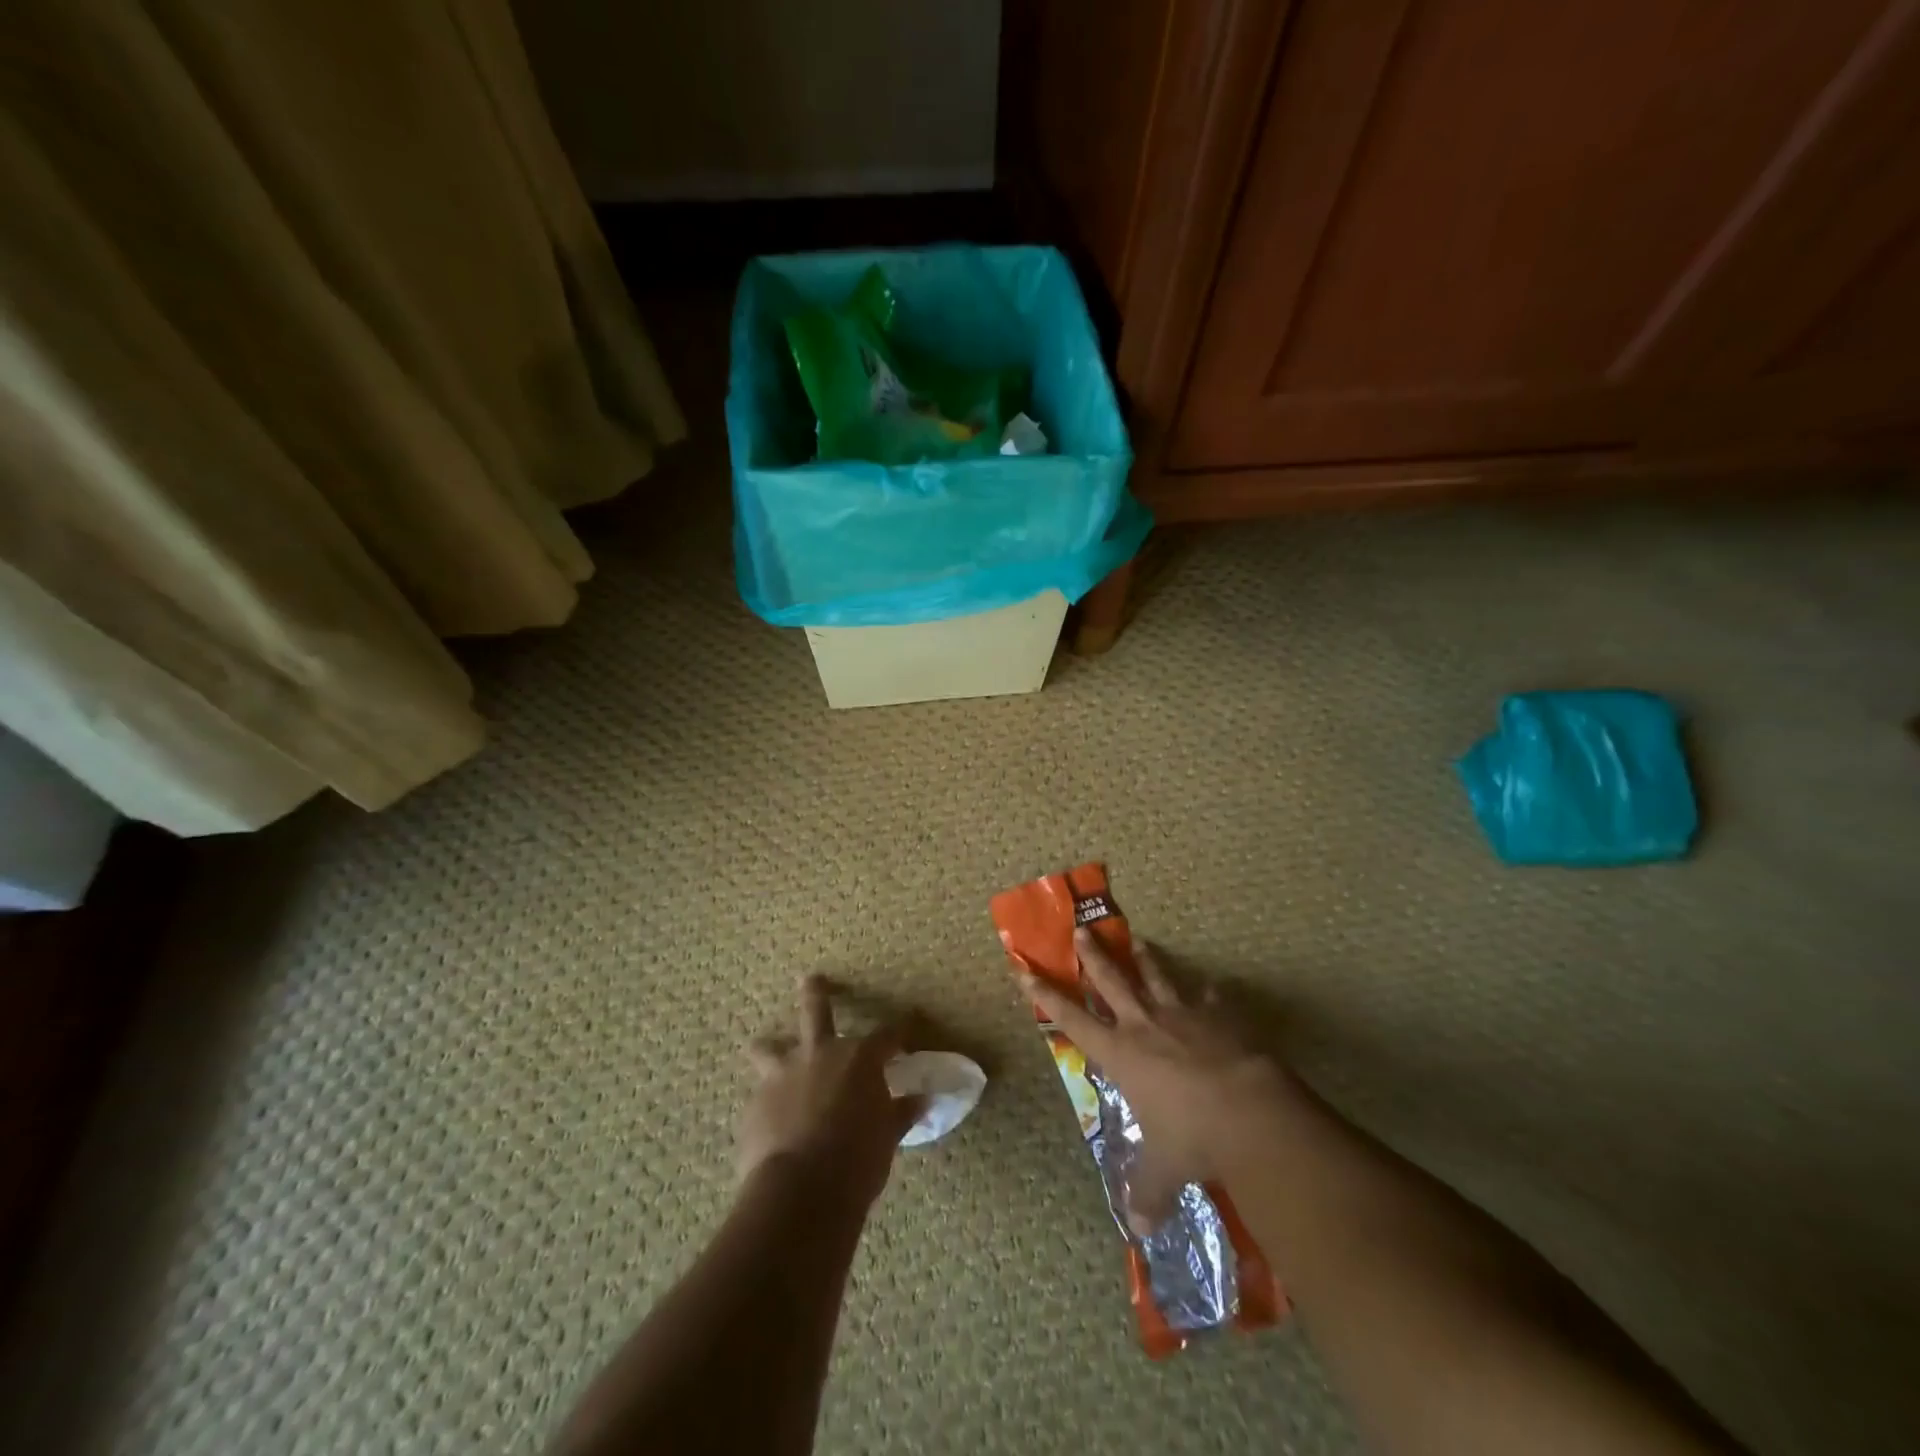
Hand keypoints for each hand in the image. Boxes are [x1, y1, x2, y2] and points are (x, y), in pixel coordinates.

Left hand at [737, 975, 924, 1207]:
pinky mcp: (755, 1104)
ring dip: (770, 1047)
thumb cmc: (857, 1160)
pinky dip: (769, 1102)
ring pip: (770, 1048)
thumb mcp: (887, 1137)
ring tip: (765, 1047)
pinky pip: (761, 1095)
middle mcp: (820, 1054)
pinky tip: (771, 1121)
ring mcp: (783, 1076)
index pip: (888, 1035)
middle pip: (817, 1010)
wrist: (801, 1190)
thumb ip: (900, 1113)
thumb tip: (922, 1100)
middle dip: (816, 992)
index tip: (909, 1020)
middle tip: (811, 978)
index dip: (901, 1028)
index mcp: (859, 1058)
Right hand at [1018, 928, 1295, 1229]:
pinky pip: (1211, 997)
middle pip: (1112, 981)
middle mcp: (1145, 1025)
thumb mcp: (1165, 1171)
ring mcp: (1184, 1015)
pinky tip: (1212, 986)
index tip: (1023, 968)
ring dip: (1145, 958)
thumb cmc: (1193, 1137)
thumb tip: (1139, 1229)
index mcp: (1121, 1054)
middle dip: (1093, 956)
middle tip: (1082, 929)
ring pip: (1157, 977)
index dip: (1045, 995)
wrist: (1250, 1110)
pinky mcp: (1221, 1017)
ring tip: (1138, 939)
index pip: (1071, 1019)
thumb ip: (1148, 1193)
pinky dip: (1208, 992)